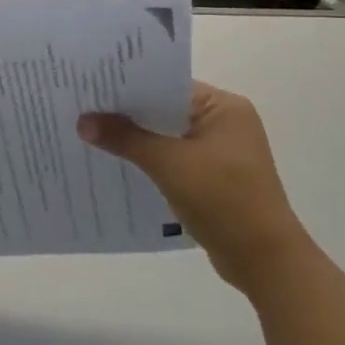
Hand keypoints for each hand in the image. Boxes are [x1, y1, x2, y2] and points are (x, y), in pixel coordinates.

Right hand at [79, 81, 312, 293]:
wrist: (263, 259)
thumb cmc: (223, 199)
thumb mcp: (169, 164)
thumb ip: (126, 138)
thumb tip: (83, 121)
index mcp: (224, 108)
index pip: (168, 85)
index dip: (129, 86)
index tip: (90, 86)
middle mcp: (224, 123)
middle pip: (165, 110)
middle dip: (127, 114)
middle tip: (81, 108)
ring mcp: (219, 152)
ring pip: (166, 136)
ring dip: (135, 139)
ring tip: (89, 134)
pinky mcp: (212, 177)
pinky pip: (171, 158)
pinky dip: (147, 160)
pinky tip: (115, 163)